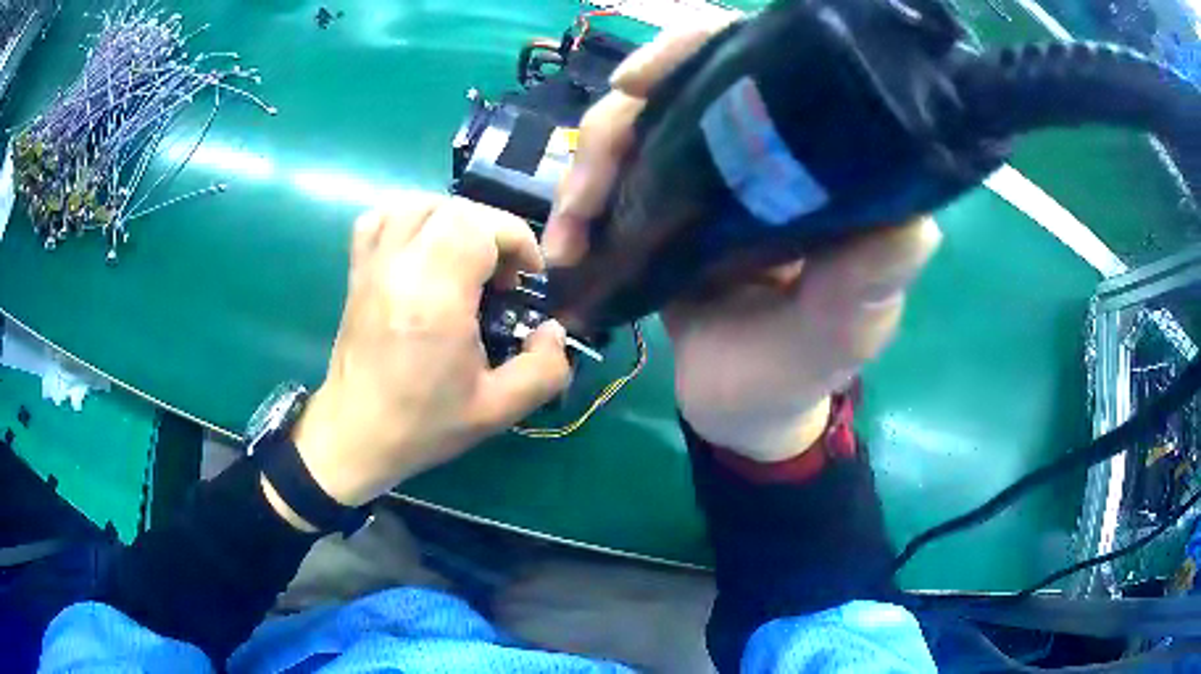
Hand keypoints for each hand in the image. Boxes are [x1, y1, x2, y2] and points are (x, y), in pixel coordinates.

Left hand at [290, 195, 571, 507]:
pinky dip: (408, 220)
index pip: (480, 226)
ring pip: (417, 204)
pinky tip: (424, 249)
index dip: (516, 241)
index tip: (526, 279)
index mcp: (435, 299)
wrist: (355, 436)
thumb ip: (544, 368)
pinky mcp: (357, 271)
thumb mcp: (498, 410)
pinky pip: (380, 219)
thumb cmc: (423, 424)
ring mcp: (373, 266)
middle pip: (454, 210)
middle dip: (492, 231)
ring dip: (453, 221)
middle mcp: (400, 269)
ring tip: (467, 257)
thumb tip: (553, 329)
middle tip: (502, 275)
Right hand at [543, 23, 940, 461]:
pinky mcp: (667, 206)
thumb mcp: (838, 338)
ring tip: (566, 236)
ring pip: (635, 127)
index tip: (641, 81)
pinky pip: (616, 175)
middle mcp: (764, 155)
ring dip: (588, 168)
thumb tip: (913, 223)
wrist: (740, 410)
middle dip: (621, 118)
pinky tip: (564, 240)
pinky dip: (580, 200)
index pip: (764, 66)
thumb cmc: (796, 376)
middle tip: (588, 179)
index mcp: (815, 169)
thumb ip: (865, 288)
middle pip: (680, 85)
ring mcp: (708, 176)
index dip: (699, 49)